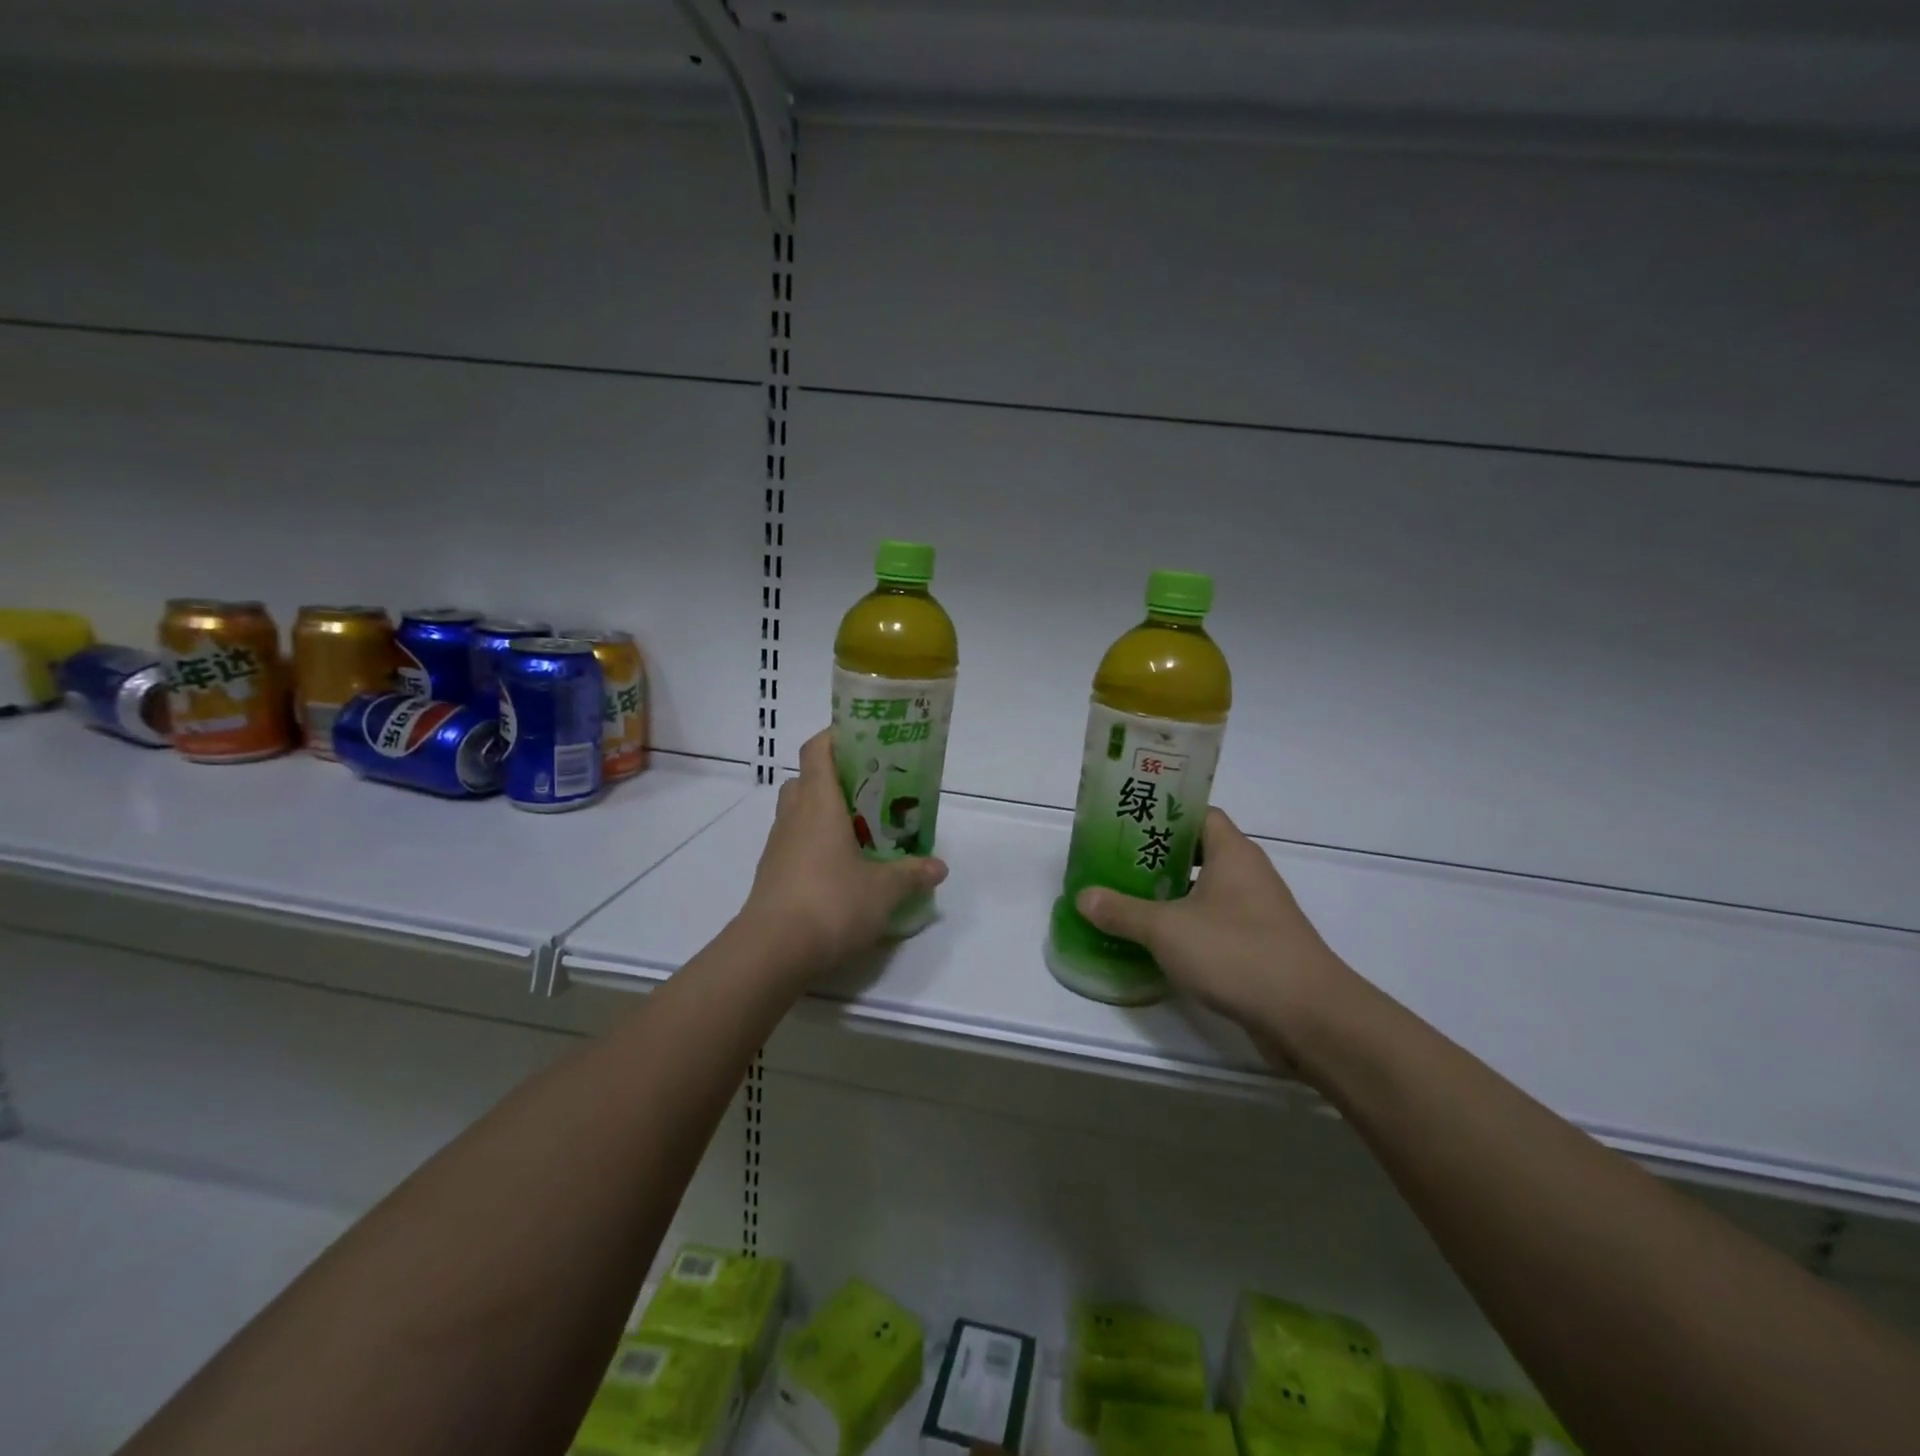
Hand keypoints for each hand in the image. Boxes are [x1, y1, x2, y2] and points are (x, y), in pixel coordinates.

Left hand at [737, 729, 947, 978]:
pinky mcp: (771, 875)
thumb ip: (911, 874)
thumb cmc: (831, 902)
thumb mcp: (883, 890)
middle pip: (806, 779)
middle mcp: (793, 816)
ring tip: (860, 832)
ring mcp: (777, 846)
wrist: (772, 952)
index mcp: (819, 803)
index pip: (817, 749)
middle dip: (834, 779)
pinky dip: (815, 846)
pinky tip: (841, 870)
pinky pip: (794, 844)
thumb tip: (939, 866)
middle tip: (869, 792)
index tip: (863, 739)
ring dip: (823, 814)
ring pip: (798, 813)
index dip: (836, 736)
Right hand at [1074, 807, 1350, 1052]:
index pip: (1197, 814)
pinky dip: (1187, 926)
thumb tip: (1083, 897)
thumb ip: (1122, 911)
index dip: (1163, 814)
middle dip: (1157, 857)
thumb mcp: (1166, 929)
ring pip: (1205, 890)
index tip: (1127, 824)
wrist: (1308, 1017)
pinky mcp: (1259, 946)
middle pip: (1197, 851)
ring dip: (1170, 894)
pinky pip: (1215, 923)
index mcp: (1232, 852)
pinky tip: (1157, 942)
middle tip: (1115, 863)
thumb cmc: (1236, 952)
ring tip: (1126, 899)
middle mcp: (1248, 874)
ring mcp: (1257, 912)